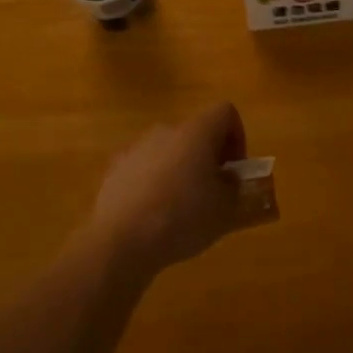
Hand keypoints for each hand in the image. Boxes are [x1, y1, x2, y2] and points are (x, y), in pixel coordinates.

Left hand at [88, 102, 248, 276]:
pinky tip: (152, 215)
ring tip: (181, 209)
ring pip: (169, 151)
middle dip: (208, 158)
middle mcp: (166, 130)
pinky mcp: (115, 168)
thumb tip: (227, 179)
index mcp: (196, 131)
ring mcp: (137, 148)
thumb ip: (234, 188)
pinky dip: (154, 183)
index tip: (234, 169)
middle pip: (196, 132)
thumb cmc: (181, 218)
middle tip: (212, 192)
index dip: (237, 136)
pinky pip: (144, 168)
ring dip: (180, 170)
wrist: (120, 240)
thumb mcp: (225, 210)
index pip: (225, 112)